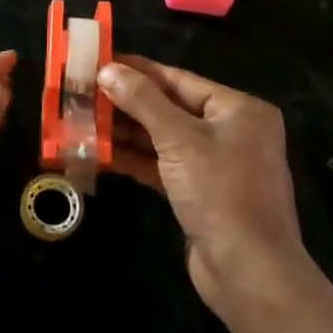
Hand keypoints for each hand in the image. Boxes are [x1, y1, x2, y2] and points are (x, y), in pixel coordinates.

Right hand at [98, 56, 309, 318]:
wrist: (248, 272)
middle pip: (170, 107)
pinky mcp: (200, 194)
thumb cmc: (220, 192)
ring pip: (164, 138)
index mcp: (239, 109)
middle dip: (128, 102)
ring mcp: (216, 165)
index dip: (138, 70)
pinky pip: (164, 166)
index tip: (100, 61)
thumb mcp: (179, 139)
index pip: (179, 79)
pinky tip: (102, 153)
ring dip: (127, 132)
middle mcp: (231, 132)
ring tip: (84, 120)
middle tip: (85, 92)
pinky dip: (136, 159)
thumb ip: (143, 101)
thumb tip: (109, 70)